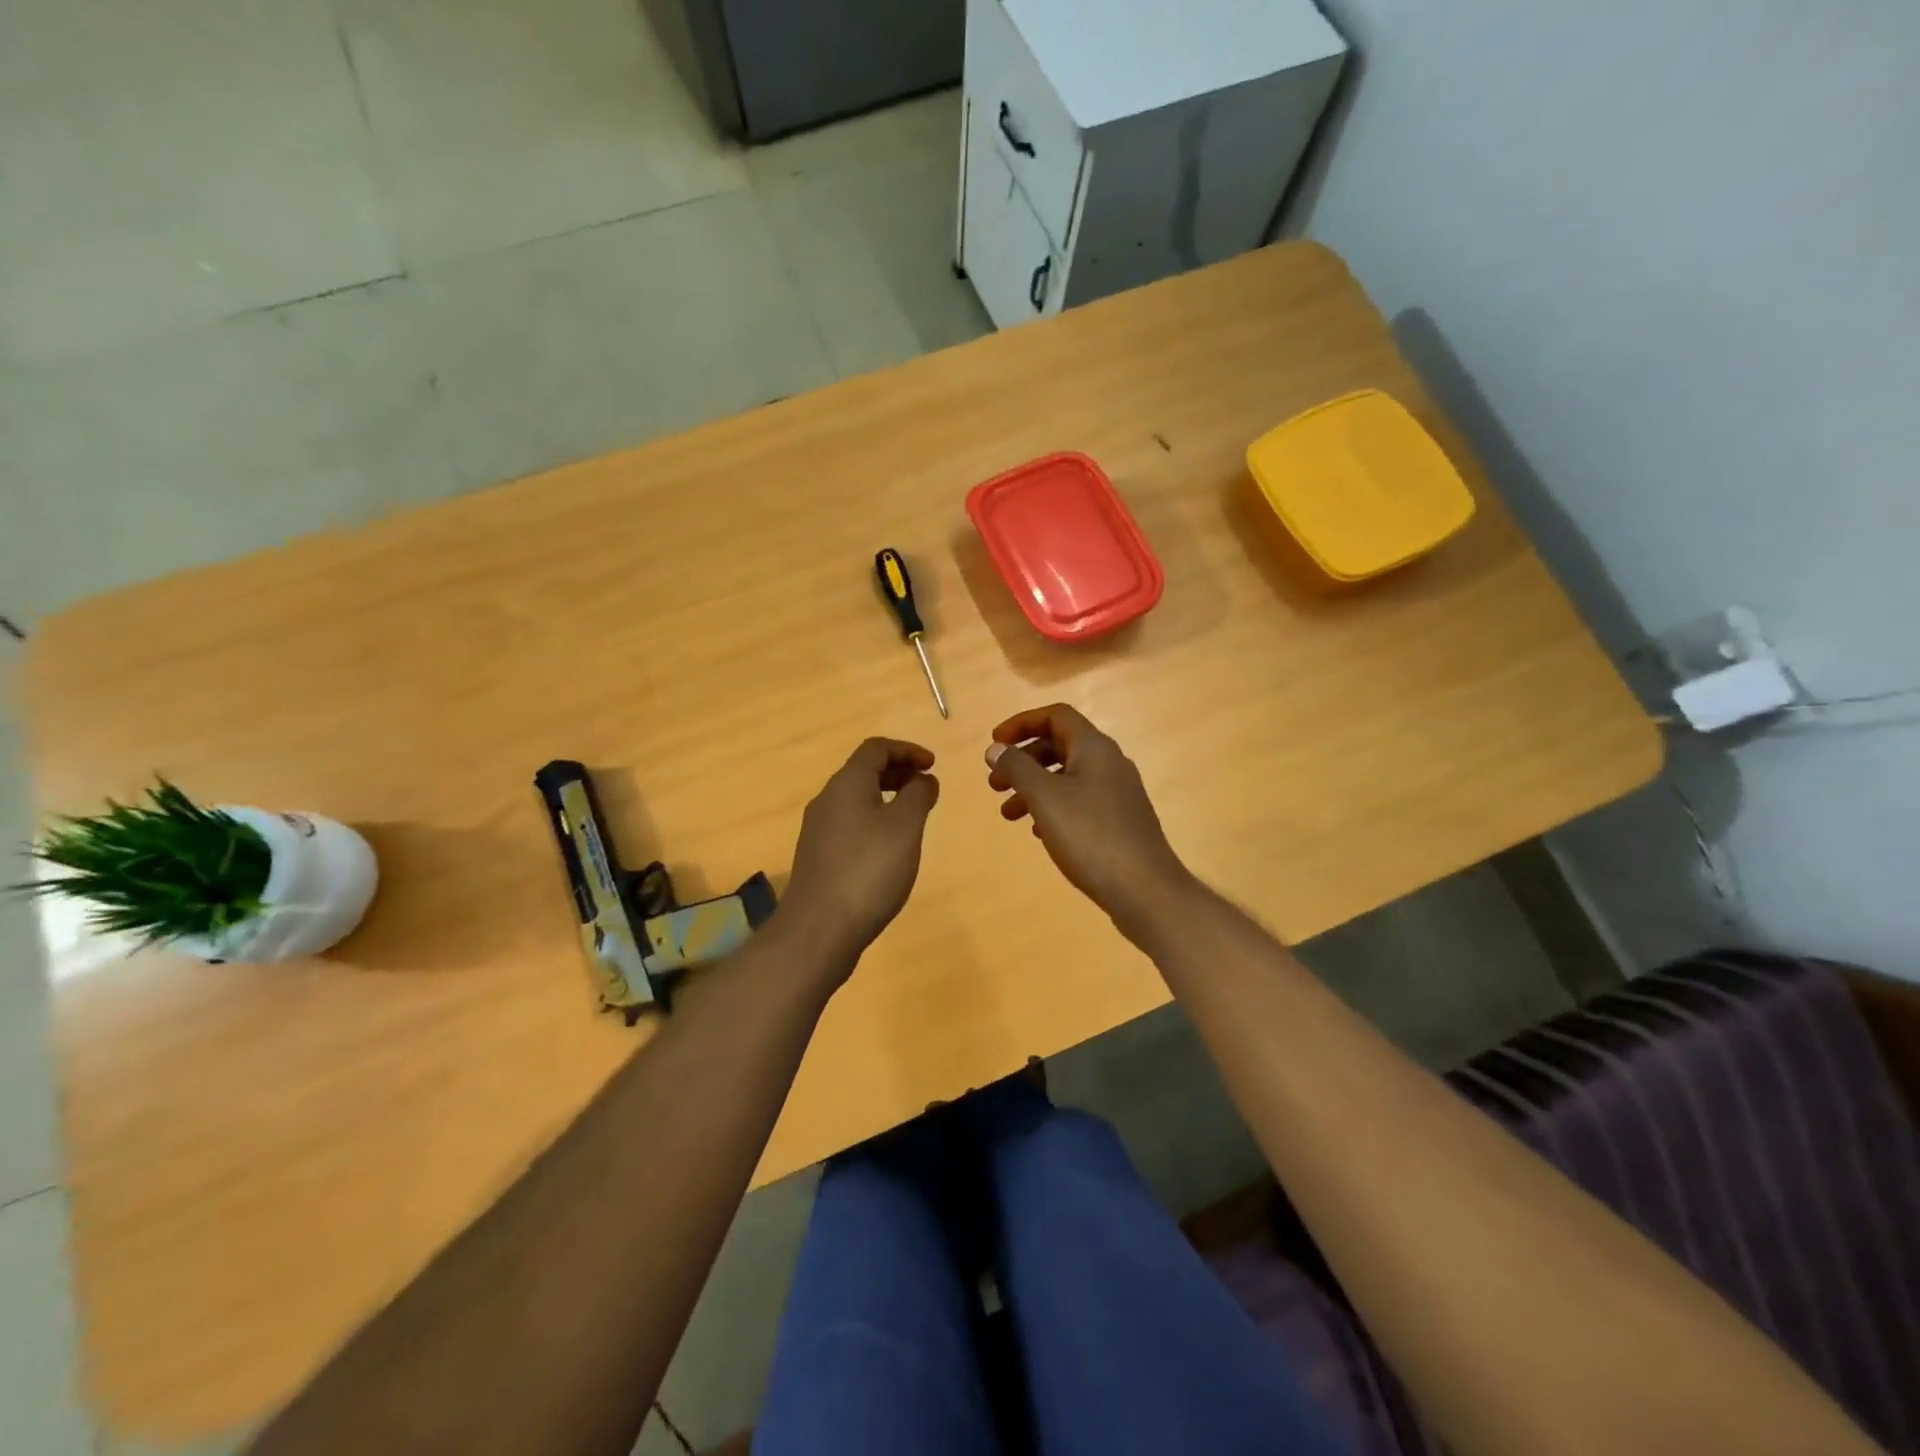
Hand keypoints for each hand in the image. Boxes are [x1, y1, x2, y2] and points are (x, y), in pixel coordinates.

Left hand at [775, 738, 939, 980]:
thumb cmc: (868, 870)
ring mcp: (818, 831)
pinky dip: (874, 823)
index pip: (876, 748)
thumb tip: (923, 778)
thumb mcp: (905, 827)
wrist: (818, 930)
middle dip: (898, 773)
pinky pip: (849, 825)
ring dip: (886, 799)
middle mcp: (827, 800)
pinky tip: (889, 851)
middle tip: (926, 789)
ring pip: (856, 800)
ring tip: (913, 820)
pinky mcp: (817, 857)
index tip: (933, 766)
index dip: (907, 750)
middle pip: (863, 771)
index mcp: (846, 784)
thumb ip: (918, 795)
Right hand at [984, 704, 1194, 940]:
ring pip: (1067, 777)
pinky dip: (1053, 807)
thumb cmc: (1090, 836)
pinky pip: (1079, 801)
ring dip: (1034, 788)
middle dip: (1023, 760)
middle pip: (1060, 745)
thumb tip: (996, 748)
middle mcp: (1110, 763)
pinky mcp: (1120, 821)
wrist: (1145, 890)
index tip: (994, 745)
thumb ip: (1017, 768)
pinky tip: (1038, 832)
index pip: (1055, 716)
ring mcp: (1118, 793)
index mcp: (1094, 748)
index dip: (1021, 724)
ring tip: (1008, 814)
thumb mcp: (1045, 798)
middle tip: (995, 785)